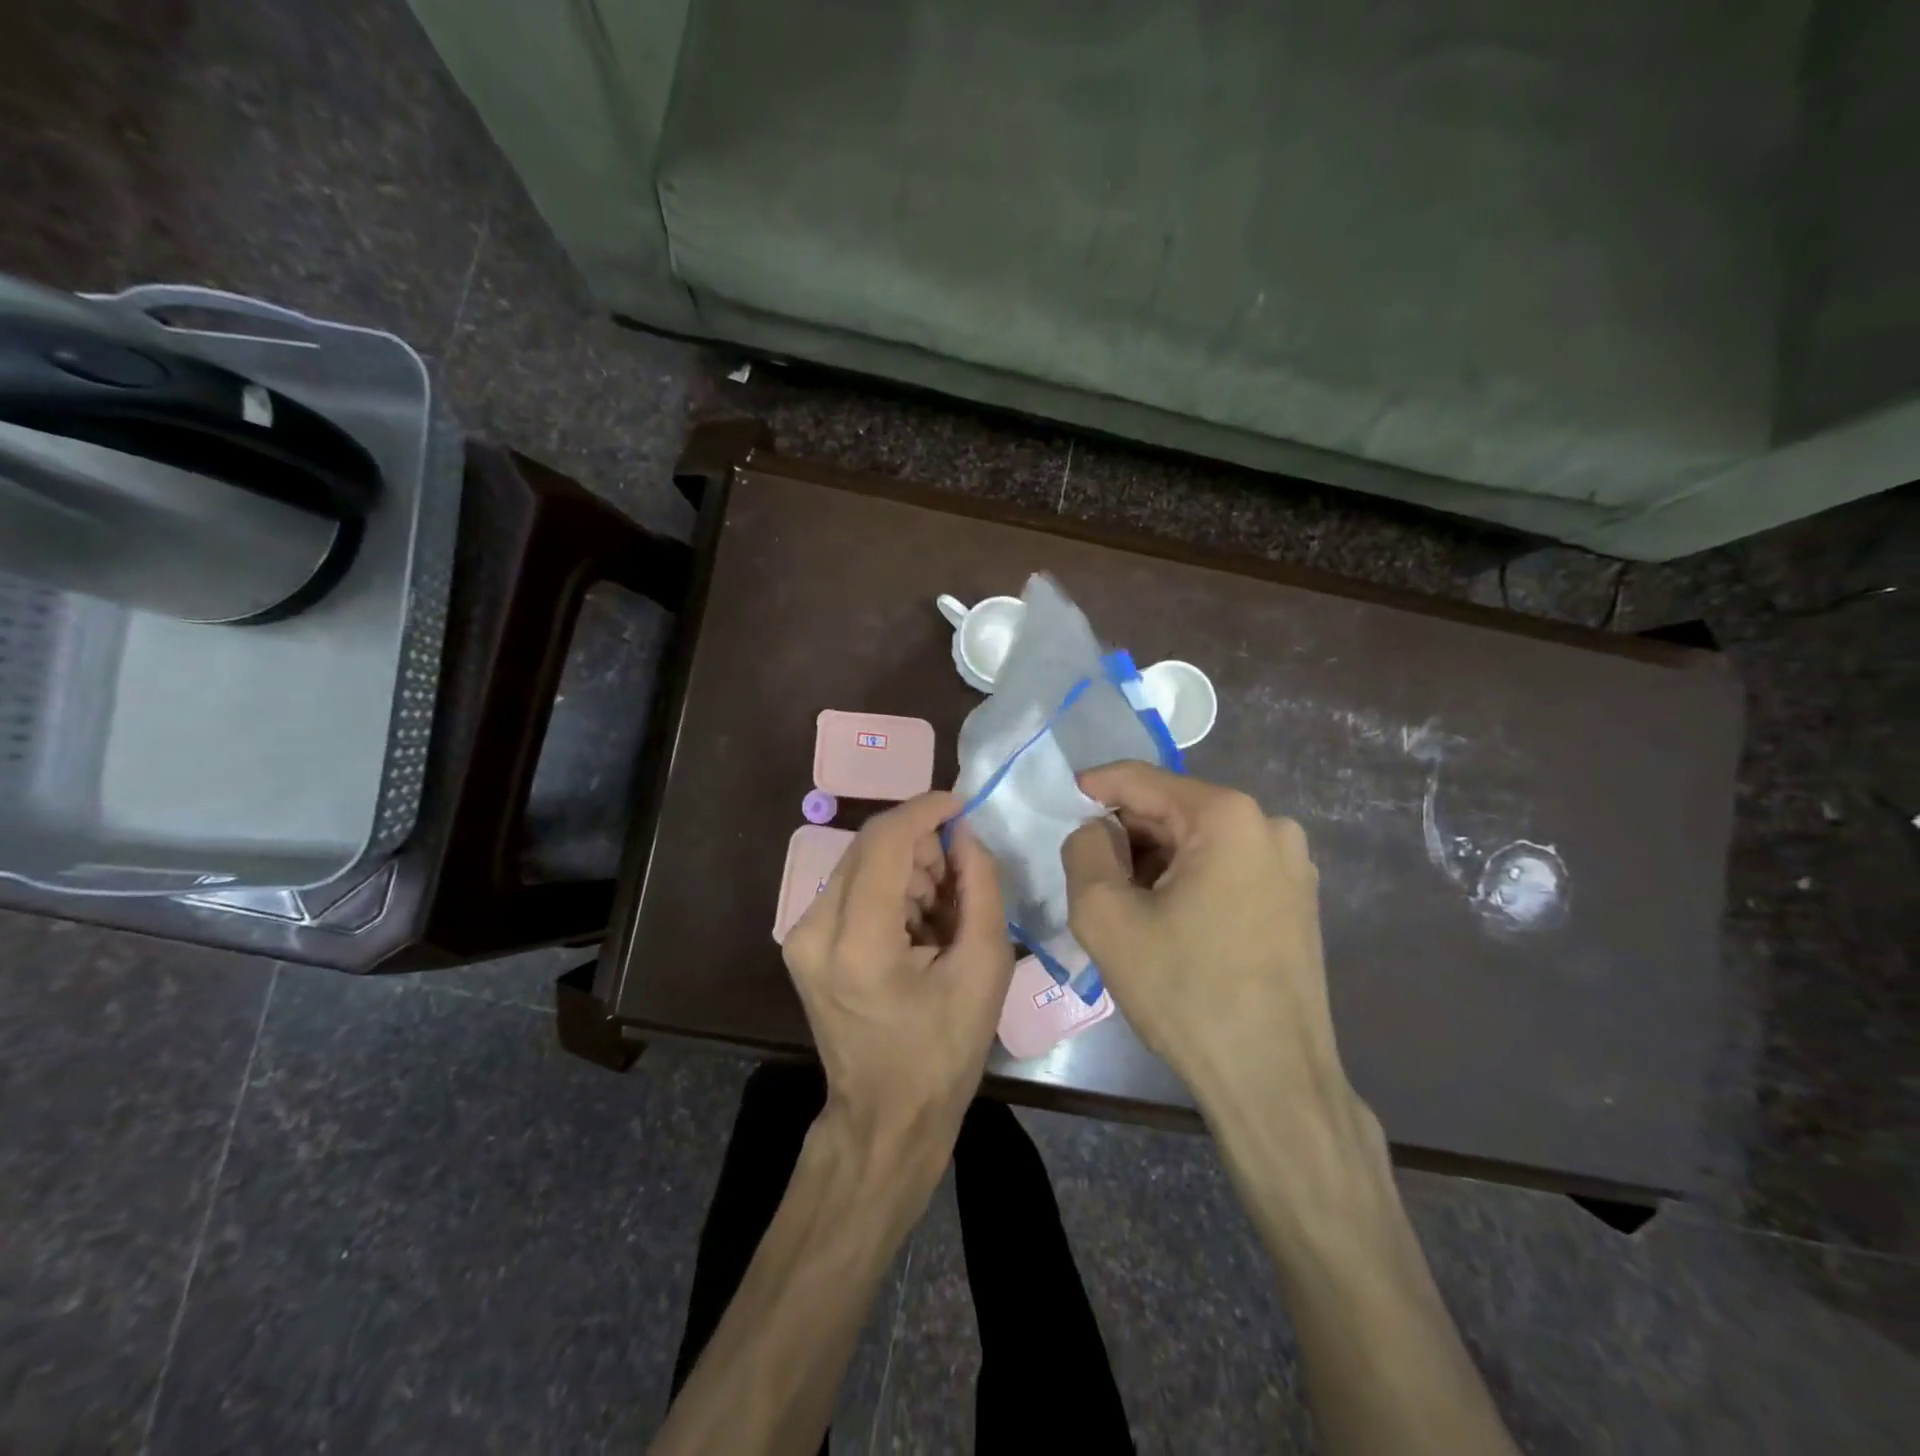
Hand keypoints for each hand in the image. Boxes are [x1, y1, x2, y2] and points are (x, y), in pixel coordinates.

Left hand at [783, 793, 1014, 1172]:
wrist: (885, 1116)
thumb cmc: (943, 1052)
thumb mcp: (984, 969)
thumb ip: (980, 888)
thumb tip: (967, 835)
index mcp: (858, 942)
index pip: (885, 842)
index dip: (925, 811)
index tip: (962, 805)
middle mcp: (815, 929)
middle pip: (870, 846)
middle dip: (921, 845)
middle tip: (961, 877)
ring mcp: (800, 936)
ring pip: (860, 863)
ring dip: (907, 868)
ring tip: (941, 912)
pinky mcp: (801, 943)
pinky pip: (851, 888)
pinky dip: (889, 889)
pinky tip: (916, 925)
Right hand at [1061, 763, 1364, 1137]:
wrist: (1273, 1081)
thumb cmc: (1186, 992)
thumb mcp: (1106, 916)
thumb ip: (1083, 851)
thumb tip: (1094, 832)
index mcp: (1227, 816)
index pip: (1141, 780)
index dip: (1093, 788)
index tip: (1060, 804)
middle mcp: (1269, 826)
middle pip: (1172, 810)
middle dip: (1124, 834)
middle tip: (1086, 871)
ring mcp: (1291, 865)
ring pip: (1198, 841)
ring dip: (1152, 861)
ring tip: (1123, 904)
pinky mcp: (1296, 900)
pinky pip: (1225, 869)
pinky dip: (1186, 880)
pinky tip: (1164, 920)